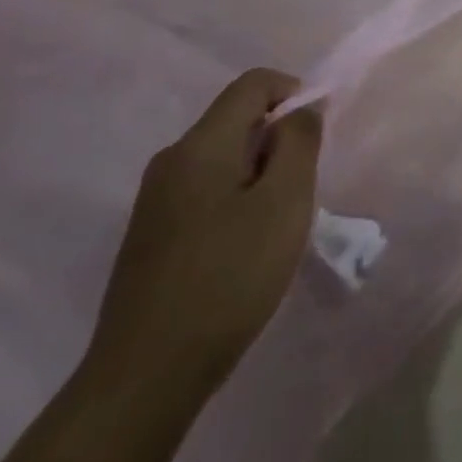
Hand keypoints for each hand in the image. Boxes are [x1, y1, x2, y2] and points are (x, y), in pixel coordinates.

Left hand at [85, 69, 322, 401]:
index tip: (316, 135)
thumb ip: (299, 143)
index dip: (294, 92)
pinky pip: (206, 191)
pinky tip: (244, 249)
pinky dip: (238, 199)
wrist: (145, 378)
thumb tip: (302, 108)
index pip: (252, 84)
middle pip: (236, 119)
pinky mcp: (151, 236)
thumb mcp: (284, 203)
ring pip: (224, 158)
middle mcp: (171, 161)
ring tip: (277, 223)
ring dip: (261, 173)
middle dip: (279, 139)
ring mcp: (155, 201)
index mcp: (200, 145)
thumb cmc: (228, 278)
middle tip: (301, 188)